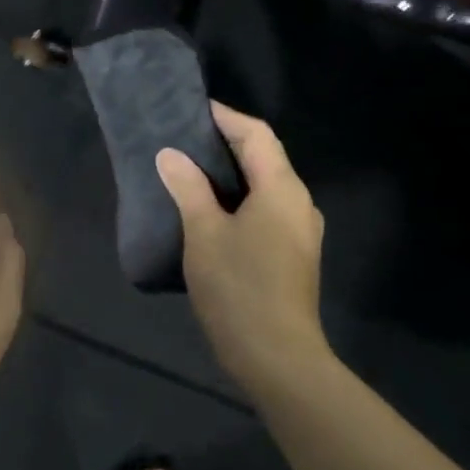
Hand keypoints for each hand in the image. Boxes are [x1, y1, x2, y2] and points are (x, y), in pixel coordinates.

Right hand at [155, 103, 327, 389]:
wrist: (278, 360)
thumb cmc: (239, 287)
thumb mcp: (204, 233)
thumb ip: (188, 187)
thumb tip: (170, 155)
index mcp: (282, 189)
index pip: (256, 134)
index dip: (225, 117)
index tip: (191, 109)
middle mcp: (299, 203)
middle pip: (264, 156)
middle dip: (225, 143)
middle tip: (183, 138)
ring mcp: (299, 231)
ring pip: (265, 184)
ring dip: (231, 172)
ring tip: (190, 169)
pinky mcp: (293, 254)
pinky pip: (266, 208)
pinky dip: (239, 197)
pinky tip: (210, 209)